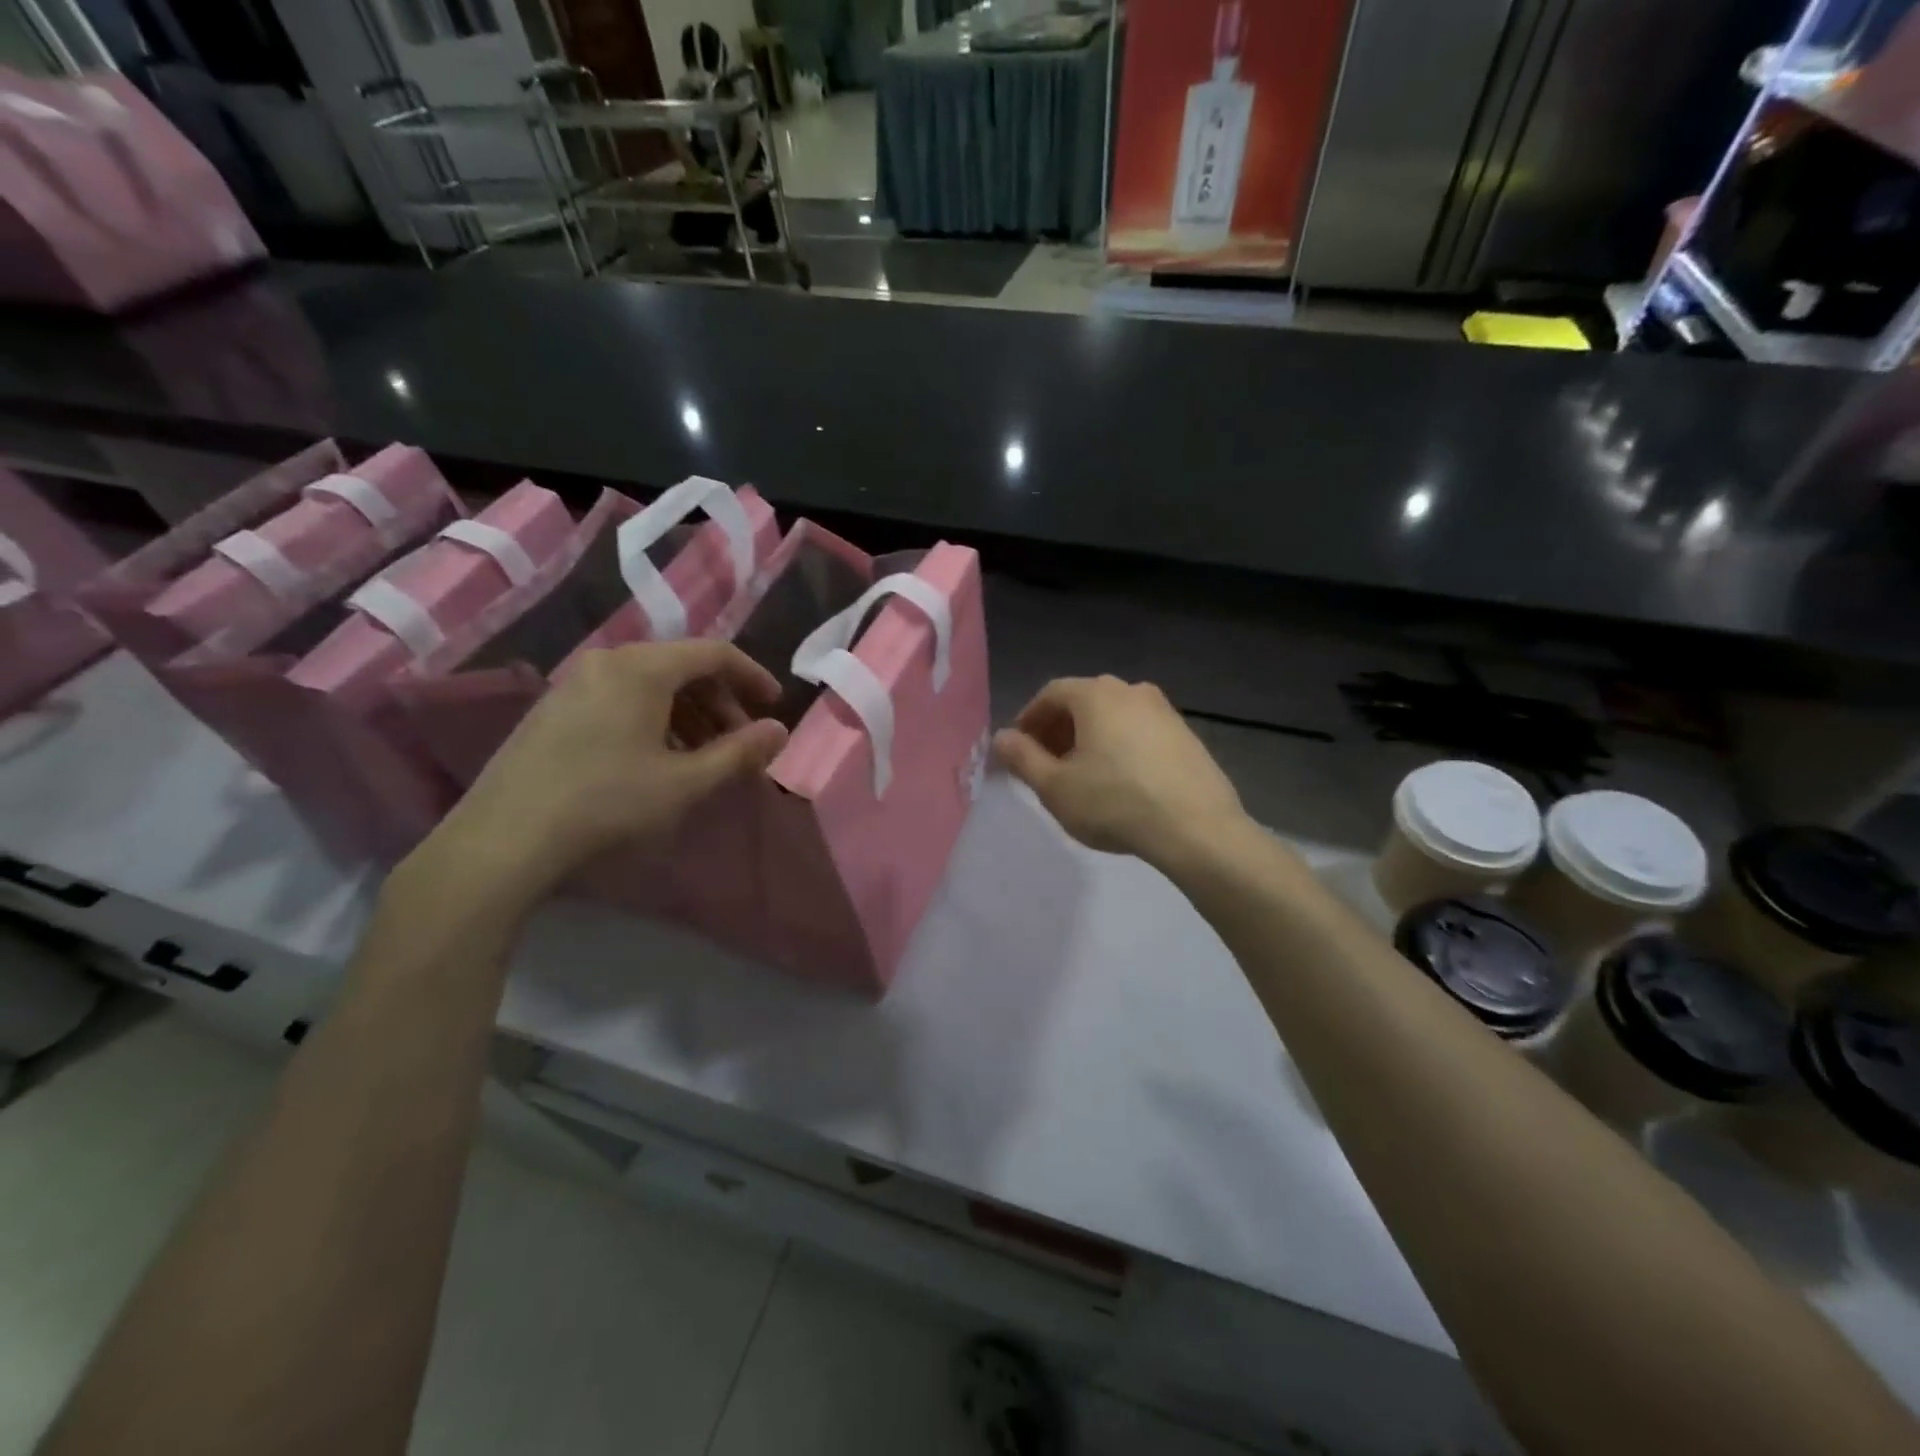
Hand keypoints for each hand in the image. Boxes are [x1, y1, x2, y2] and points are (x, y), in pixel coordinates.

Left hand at [409, 641, 787, 909]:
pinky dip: (655, 718)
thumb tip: (779, 730)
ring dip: (690, 713)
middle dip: (721, 702)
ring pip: (651, 684)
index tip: (775, 706)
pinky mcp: (555, 707)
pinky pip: (622, 697)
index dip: (752, 676)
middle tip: (740, 743)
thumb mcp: (686, 782)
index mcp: (643, 668)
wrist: (505, 837)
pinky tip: (658, 759)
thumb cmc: (608, 803)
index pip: (714, 653)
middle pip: (682, 666)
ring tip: (704, 756)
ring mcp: (576, 682)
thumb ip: (740, 752)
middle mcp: (609, 662)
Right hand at [994, 676, 1249, 868]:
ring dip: (1089, 738)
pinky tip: (1120, 781)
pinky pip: (1139, 731)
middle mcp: (1131, 690)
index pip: (1051, 694)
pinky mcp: (1186, 735)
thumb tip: (1001, 738)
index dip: (1029, 719)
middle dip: (1058, 729)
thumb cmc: (1114, 803)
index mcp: (1096, 694)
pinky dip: (1119, 746)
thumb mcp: (1055, 787)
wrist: (1196, 828)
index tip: (1019, 749)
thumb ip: (1022, 758)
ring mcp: (1165, 711)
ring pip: (1113, 716)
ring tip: (1082, 775)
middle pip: (1083, 702)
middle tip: (1046, 764)